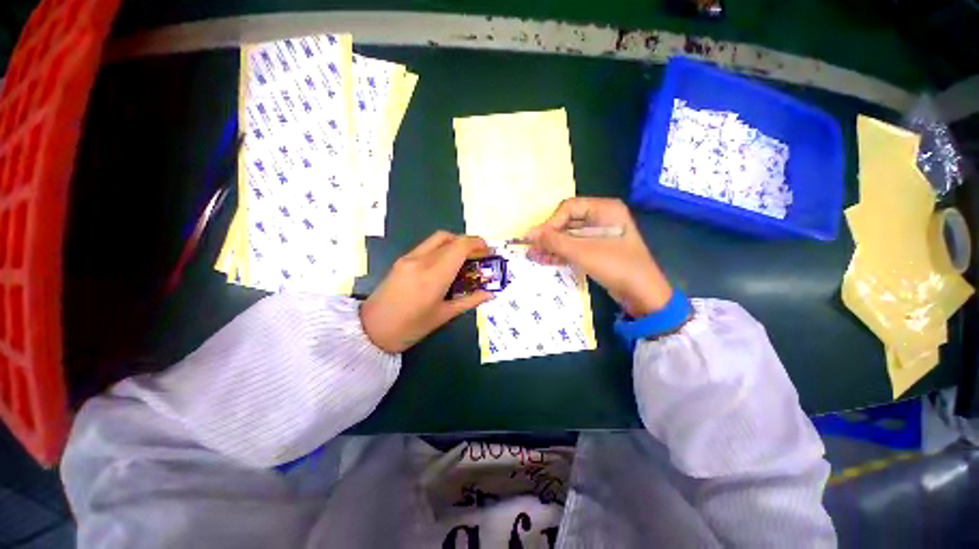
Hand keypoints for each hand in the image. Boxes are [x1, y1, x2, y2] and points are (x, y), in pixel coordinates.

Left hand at [360, 231, 493, 352]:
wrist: (370, 330)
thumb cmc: (410, 328)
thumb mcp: (444, 316)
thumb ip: (470, 301)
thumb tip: (490, 294)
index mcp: (434, 275)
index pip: (460, 247)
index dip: (478, 244)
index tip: (489, 251)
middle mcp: (421, 260)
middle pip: (450, 238)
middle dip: (468, 243)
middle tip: (479, 256)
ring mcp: (409, 258)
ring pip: (438, 238)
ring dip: (455, 243)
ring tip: (465, 259)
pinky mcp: (402, 259)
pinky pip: (427, 246)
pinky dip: (442, 248)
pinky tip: (447, 264)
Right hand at [526, 197, 672, 317]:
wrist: (642, 294)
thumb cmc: (615, 265)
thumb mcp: (582, 252)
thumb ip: (554, 241)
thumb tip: (528, 234)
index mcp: (604, 209)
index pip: (568, 208)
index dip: (550, 222)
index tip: (536, 239)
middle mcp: (602, 218)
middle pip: (567, 222)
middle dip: (549, 236)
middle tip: (531, 248)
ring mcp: (600, 235)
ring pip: (569, 236)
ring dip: (552, 246)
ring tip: (533, 256)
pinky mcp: (597, 250)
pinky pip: (575, 247)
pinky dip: (561, 253)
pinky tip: (545, 260)